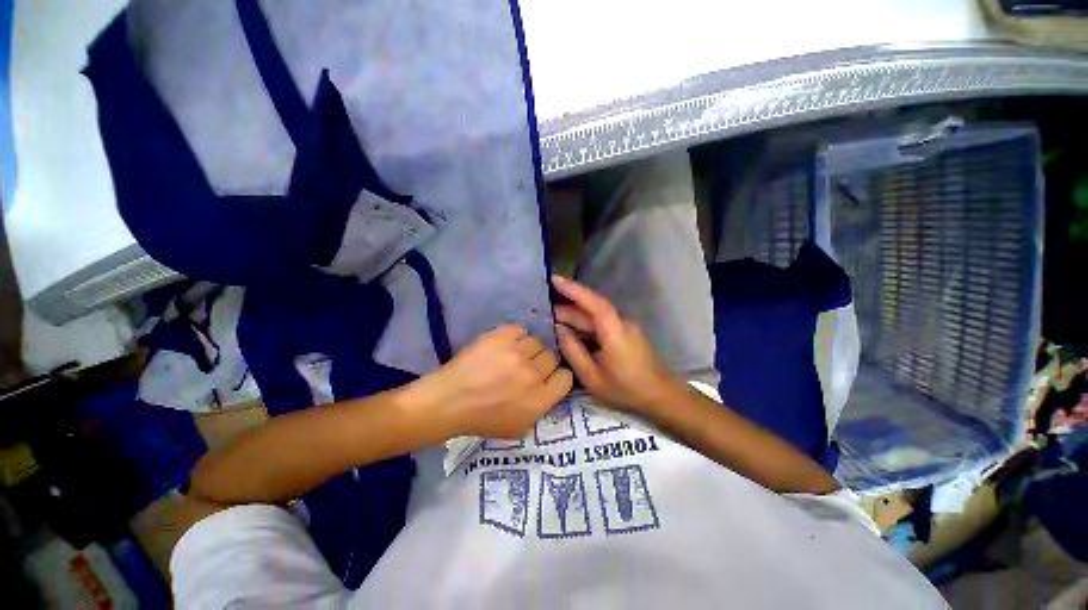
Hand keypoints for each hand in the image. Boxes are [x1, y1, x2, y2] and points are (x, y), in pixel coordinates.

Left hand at [408, 325, 572, 438]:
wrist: (447, 401)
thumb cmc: (482, 419)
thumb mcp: (518, 428)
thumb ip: (541, 407)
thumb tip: (550, 386)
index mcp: (539, 400)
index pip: (566, 377)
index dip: (557, 376)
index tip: (547, 377)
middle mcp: (533, 374)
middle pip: (553, 357)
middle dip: (543, 363)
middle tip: (526, 367)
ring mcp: (516, 353)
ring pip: (538, 341)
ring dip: (528, 349)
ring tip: (512, 356)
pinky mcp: (500, 336)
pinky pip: (520, 330)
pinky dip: (514, 337)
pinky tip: (503, 345)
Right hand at [552, 276, 683, 412]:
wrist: (660, 396)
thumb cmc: (626, 390)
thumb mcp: (593, 378)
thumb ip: (574, 352)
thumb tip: (559, 329)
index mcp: (614, 332)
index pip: (593, 302)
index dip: (573, 289)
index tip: (554, 279)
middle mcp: (621, 322)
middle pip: (591, 307)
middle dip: (567, 305)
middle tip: (543, 308)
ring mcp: (624, 326)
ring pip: (595, 314)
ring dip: (575, 313)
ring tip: (552, 316)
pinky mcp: (625, 331)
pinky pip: (601, 321)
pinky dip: (584, 322)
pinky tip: (572, 328)